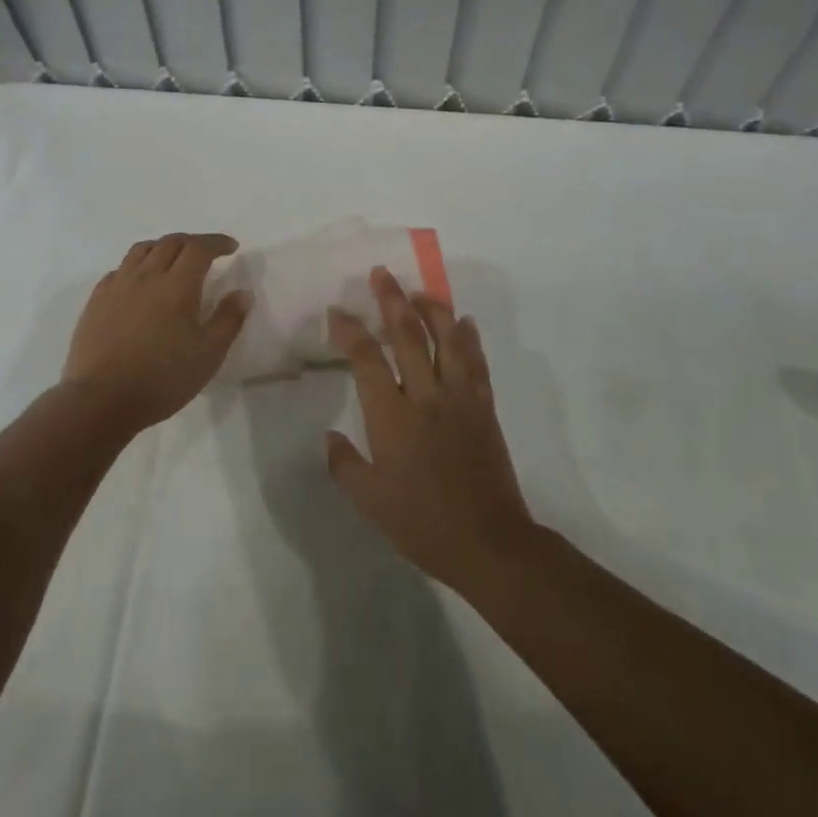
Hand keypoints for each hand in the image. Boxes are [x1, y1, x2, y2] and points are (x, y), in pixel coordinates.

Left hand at [60, 232, 251, 434]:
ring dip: (163, 247)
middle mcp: (146, 276)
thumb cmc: (162, 379)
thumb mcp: (208, 355)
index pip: (199, 248)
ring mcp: (117, 286)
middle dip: (193, 242)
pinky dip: (137, 266)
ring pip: (142, 249)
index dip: (217, 242)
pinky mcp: (96, 300)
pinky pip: (120, 269)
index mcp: (177, 285)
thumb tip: (243, 293)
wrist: (101, 400)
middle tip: (206, 253)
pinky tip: (139, 282)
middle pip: (171, 242)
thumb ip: (228, 320)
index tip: (231, 247)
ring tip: (173, 260)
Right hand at [324, 268, 536, 589]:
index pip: (366, 358)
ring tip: (419, 290)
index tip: (337, 312)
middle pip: (407, 335)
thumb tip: (329, 436)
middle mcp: (425, 395)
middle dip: (391, 300)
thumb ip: (345, 464)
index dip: (349, 331)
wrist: (488, 542)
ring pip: (446, 339)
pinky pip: (475, 363)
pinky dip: (469, 338)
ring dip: (432, 309)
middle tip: (381, 274)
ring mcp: (459, 398)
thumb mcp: (370, 501)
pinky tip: (465, 322)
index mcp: (392, 416)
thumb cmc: (422, 523)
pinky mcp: (483, 407)